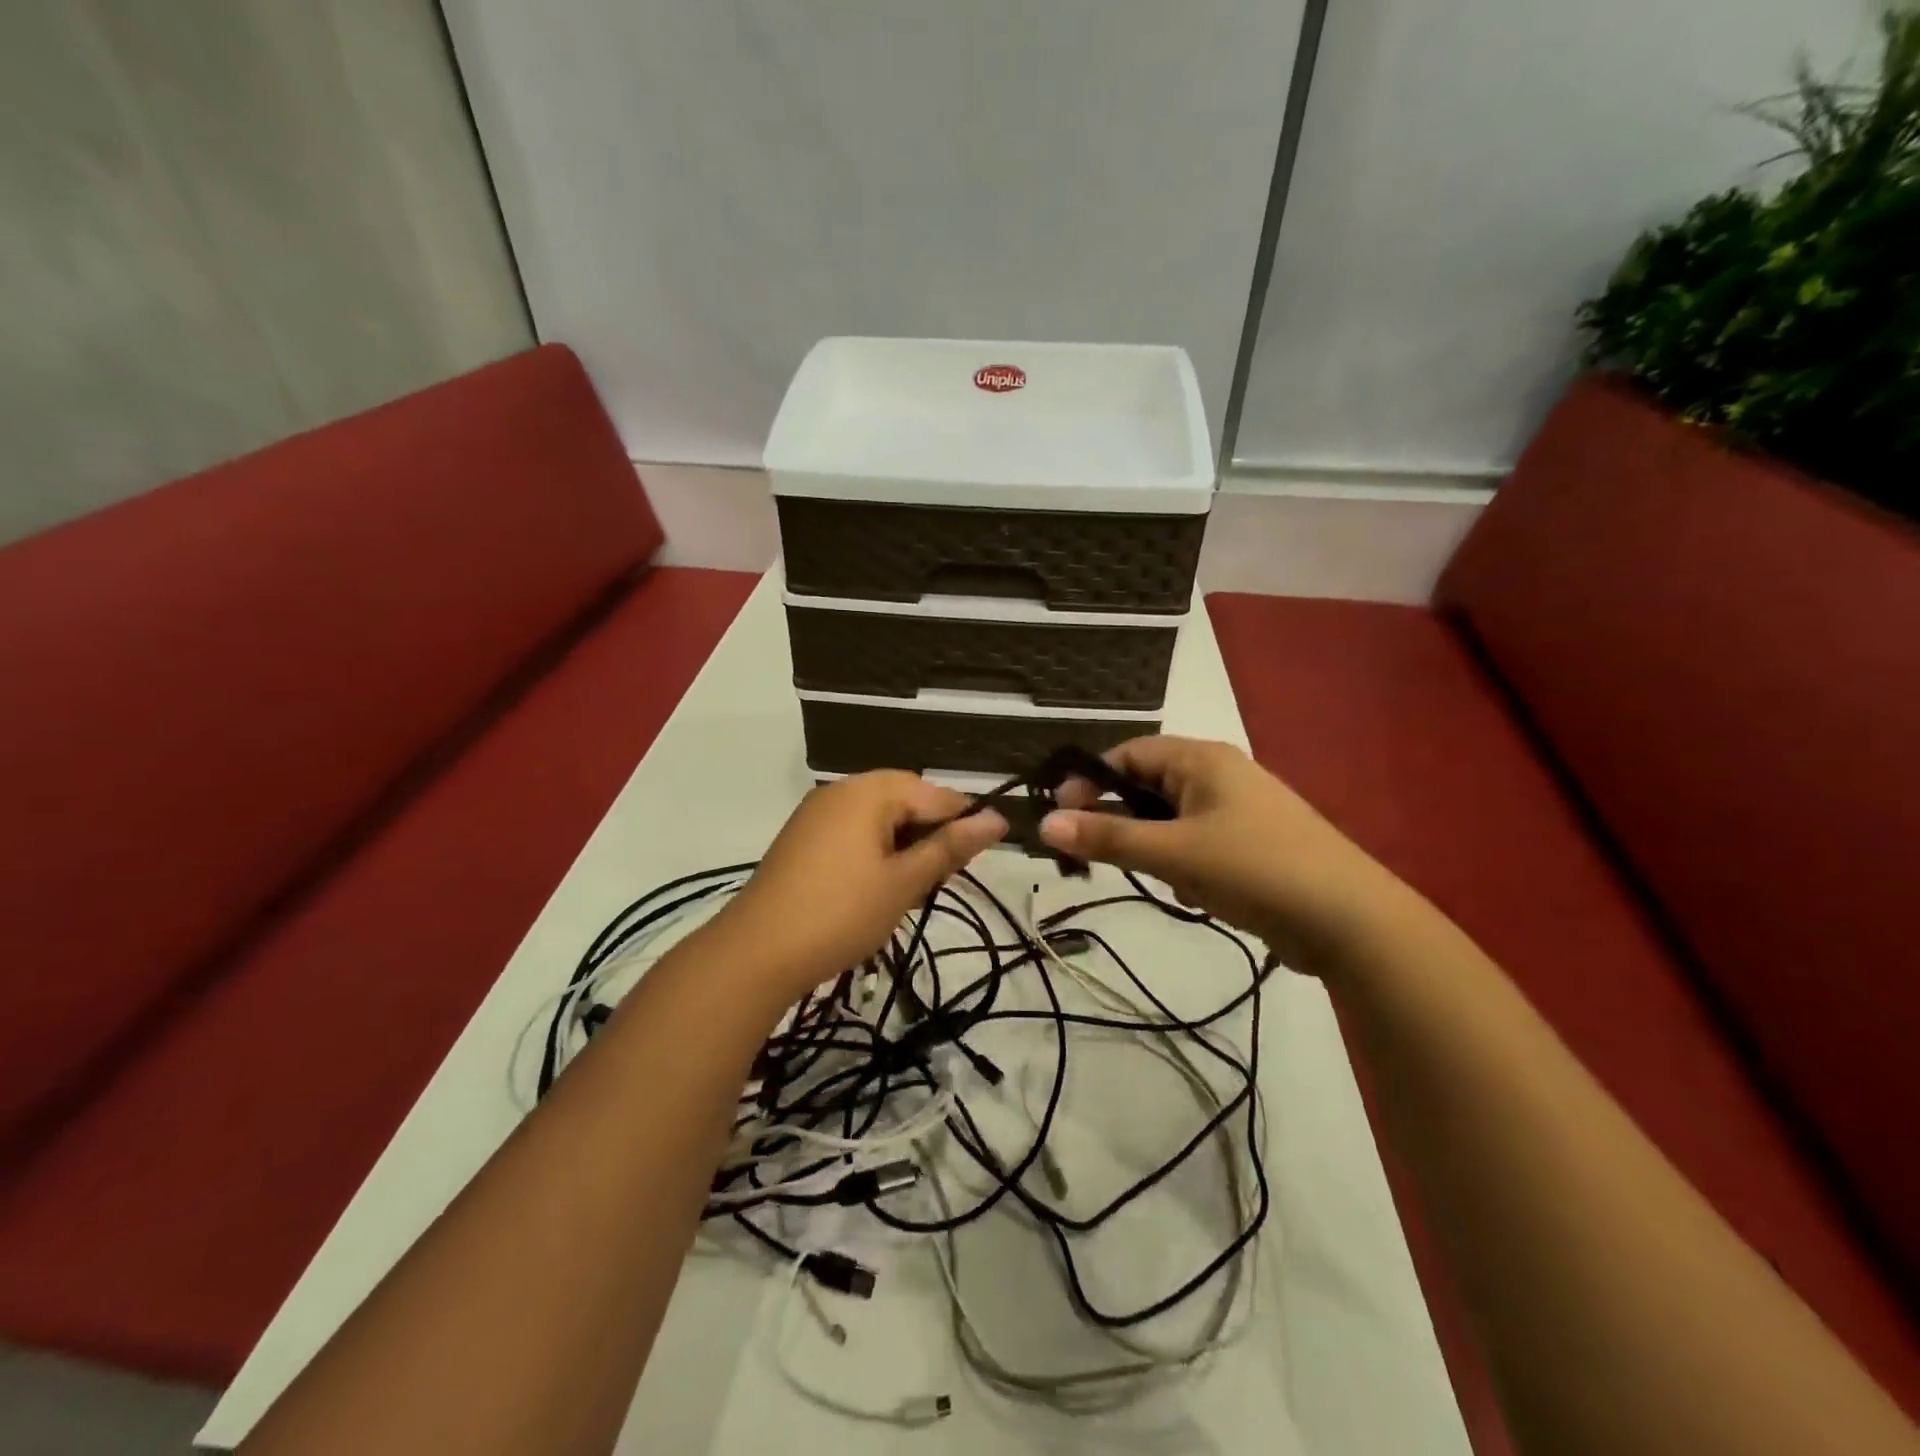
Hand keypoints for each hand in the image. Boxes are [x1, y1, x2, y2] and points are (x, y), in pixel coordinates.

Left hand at [721, 771, 1007, 1000]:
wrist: (755, 953)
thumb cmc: (840, 913)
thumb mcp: (904, 882)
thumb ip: (950, 847)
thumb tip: (997, 818)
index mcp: (869, 791)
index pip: (935, 794)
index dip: (962, 825)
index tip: (975, 863)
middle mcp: (841, 791)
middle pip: (905, 800)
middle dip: (928, 837)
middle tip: (938, 882)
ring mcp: (817, 814)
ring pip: (879, 819)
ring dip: (902, 848)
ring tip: (909, 890)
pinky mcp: (802, 839)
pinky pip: (853, 832)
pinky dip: (874, 853)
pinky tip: (876, 889)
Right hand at [1038, 736, 1404, 973]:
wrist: (1350, 921)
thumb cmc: (1254, 869)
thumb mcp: (1173, 853)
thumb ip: (1108, 837)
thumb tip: (1043, 823)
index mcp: (1202, 759)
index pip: (1129, 754)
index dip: (1091, 781)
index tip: (1062, 816)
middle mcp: (1219, 775)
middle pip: (1149, 787)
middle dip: (1126, 824)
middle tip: (1104, 857)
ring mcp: (1239, 810)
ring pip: (1171, 821)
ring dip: (1157, 850)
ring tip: (1170, 880)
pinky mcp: (1251, 845)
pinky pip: (1197, 844)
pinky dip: (1185, 866)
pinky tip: (1199, 894)